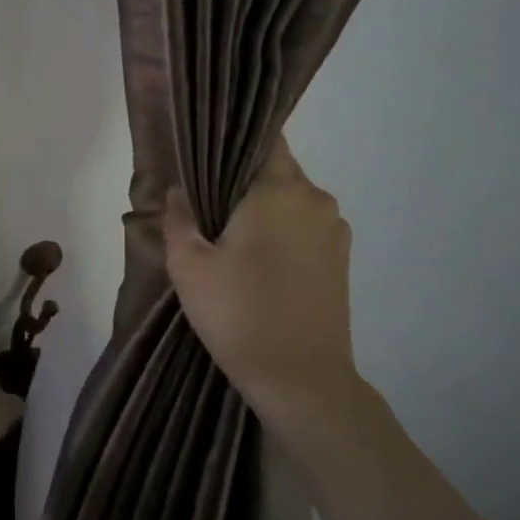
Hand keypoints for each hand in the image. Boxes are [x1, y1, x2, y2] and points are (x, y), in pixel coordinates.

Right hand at [164, 137, 362, 432]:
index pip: (264, 139)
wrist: (302, 381)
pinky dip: (282, 232)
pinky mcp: (341, 260)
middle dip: (243, 182)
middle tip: (207, 205)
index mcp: (281, 190)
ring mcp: (334, 230)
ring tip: (230, 238)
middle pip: (277, 170)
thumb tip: (178, 190)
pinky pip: (305, 227)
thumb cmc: (239, 314)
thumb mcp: (189, 266)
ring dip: (264, 209)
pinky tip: (258, 262)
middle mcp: (316, 199)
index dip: (234, 141)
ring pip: (291, 201)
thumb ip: (179, 218)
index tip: (207, 156)